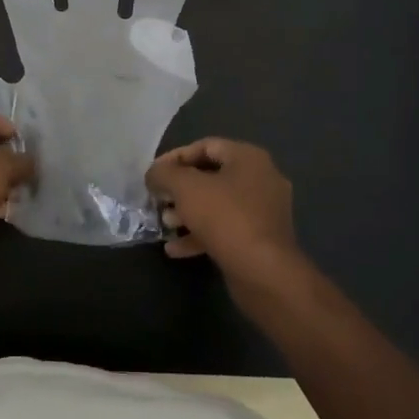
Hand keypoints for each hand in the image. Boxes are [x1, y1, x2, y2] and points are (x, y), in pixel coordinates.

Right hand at [146, 138, 301, 289]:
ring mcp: (263, 211)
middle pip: (211, 176)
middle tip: (159, 199)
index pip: (205, 146)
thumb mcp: (186, 188)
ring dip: (188, 213)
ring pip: (217, 204)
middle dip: (180, 189)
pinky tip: (175, 249)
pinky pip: (226, 229)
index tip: (153, 174)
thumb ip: (164, 174)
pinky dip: (201, 234)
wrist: (264, 273)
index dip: (175, 157)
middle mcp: (261, 179)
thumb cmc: (225, 217)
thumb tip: (154, 174)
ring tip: (165, 224)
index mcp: (248, 158)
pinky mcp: (261, 239)